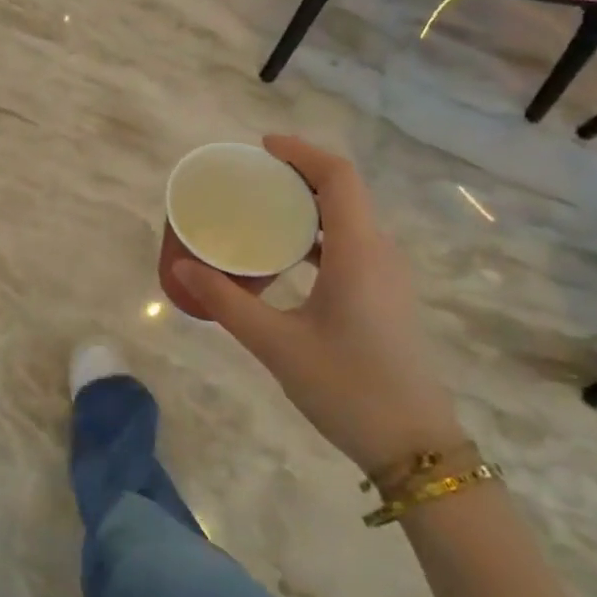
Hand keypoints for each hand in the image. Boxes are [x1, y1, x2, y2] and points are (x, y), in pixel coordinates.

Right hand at [172, 135, 464, 474]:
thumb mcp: (277, 344)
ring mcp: (387, 276)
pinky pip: (351, 244)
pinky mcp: (385, 296)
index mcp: (358, 252)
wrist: (415, 448)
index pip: (338, 178)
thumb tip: (181, 269)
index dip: (302, 153)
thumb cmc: (347, 389)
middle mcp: (379, 253)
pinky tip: (285, 255)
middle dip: (299, 174)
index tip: (262, 147)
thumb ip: (227, 302)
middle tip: (250, 177)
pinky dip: (317, 234)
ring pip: (348, 218)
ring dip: (308, 204)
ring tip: (260, 208)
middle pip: (344, 191)